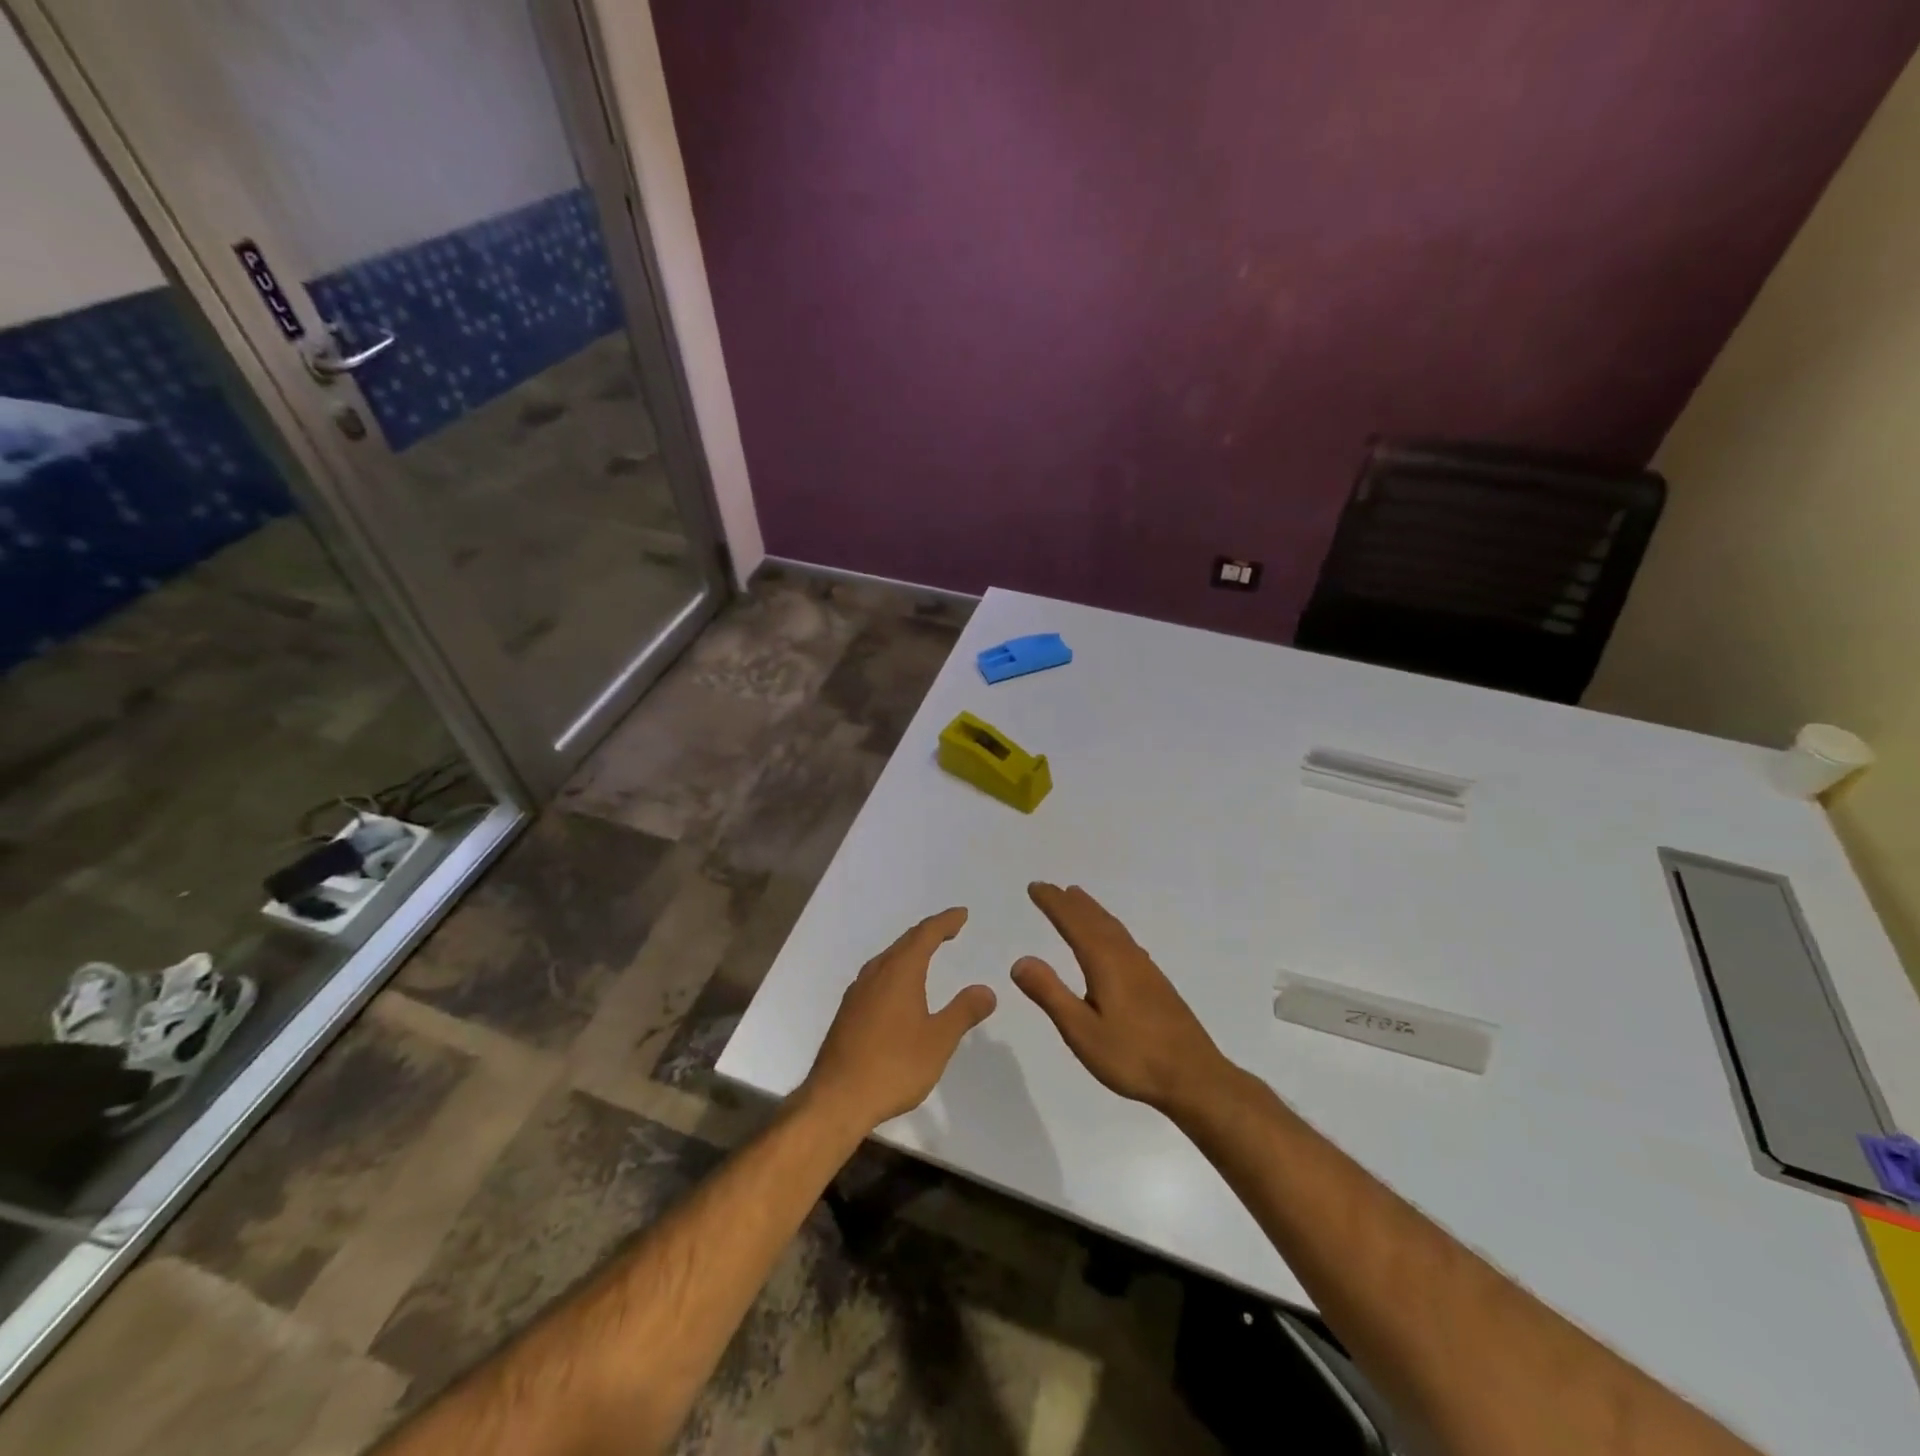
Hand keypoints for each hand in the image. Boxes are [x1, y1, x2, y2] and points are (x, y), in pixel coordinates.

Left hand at [800, 908, 996, 1132]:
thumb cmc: (893, 1066)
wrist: (836, 1099)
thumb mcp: (938, 1040)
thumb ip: (963, 1012)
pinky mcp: (848, 1012)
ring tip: (926, 953)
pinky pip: (877, 976)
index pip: (925, 934)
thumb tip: (986, 990)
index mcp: (899, 972)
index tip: (961, 915)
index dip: (945, 922)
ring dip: (909, 951)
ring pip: (888, 959)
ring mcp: (857, 992)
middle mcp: (875, 973)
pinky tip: (898, 989)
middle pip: (904, 942)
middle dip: (928, 932)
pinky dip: (895, 970)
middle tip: (949, 929)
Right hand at [1013, 883, 1230, 1114]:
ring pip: (1113, 928)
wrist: (1194, 1078)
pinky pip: (1125, 940)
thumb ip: (1050, 994)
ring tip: (1077, 900)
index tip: (1035, 887)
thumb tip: (1020, 961)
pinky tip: (1113, 941)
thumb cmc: (1133, 1056)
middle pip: (1094, 919)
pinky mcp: (1156, 983)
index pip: (1073, 923)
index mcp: (1105, 962)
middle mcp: (1126, 956)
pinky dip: (1109, 928)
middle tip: (1050, 888)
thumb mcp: (1081, 1031)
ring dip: (1092, 911)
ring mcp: (1145, 968)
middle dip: (1070, 903)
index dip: (1053, 903)